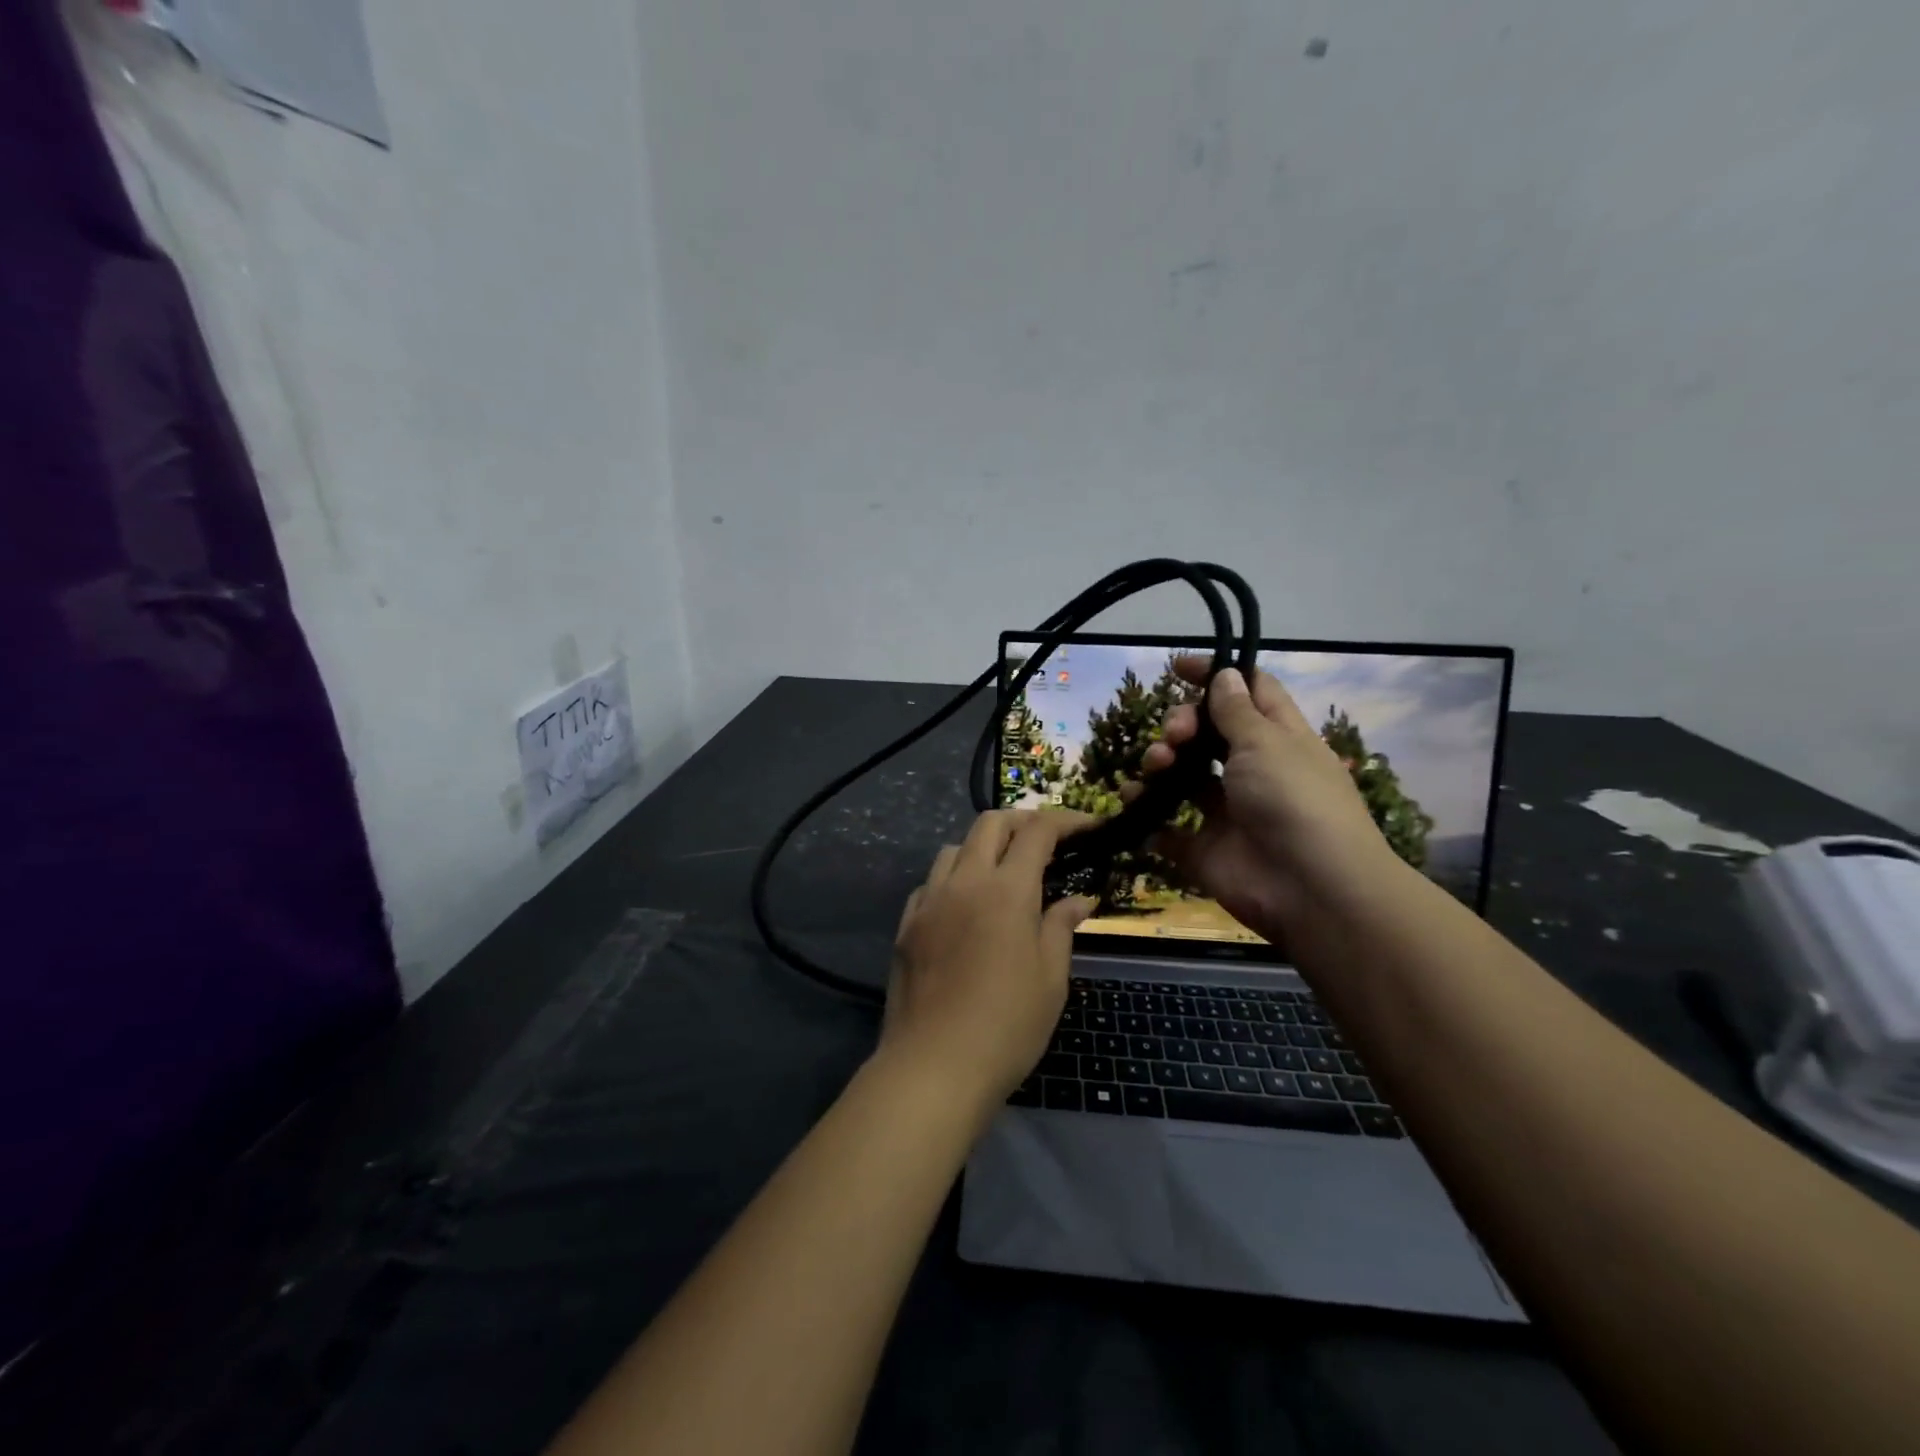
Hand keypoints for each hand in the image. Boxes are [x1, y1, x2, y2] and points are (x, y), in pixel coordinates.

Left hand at [882, 811, 1096, 1108]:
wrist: (934, 1066)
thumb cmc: (1007, 1026)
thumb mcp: (1050, 979)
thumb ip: (1061, 928)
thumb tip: (1078, 899)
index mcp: (1006, 891)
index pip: (1037, 832)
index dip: (1065, 820)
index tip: (1087, 826)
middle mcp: (964, 882)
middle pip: (990, 824)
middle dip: (1022, 820)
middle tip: (1046, 840)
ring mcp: (929, 900)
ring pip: (954, 848)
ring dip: (982, 847)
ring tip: (1002, 873)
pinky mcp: (906, 924)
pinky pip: (930, 882)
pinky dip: (953, 878)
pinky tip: (964, 906)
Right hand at [1129, 659, 1399, 938]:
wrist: (1311, 891)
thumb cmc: (1294, 801)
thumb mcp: (1266, 743)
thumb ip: (1236, 710)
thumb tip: (1226, 674)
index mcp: (1278, 739)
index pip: (1248, 693)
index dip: (1216, 675)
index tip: (1177, 667)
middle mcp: (1252, 771)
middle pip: (1207, 733)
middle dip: (1181, 725)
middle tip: (1174, 735)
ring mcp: (1227, 812)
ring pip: (1182, 777)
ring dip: (1160, 765)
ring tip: (1155, 769)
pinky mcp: (1204, 850)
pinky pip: (1167, 828)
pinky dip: (1148, 817)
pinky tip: (1135, 805)